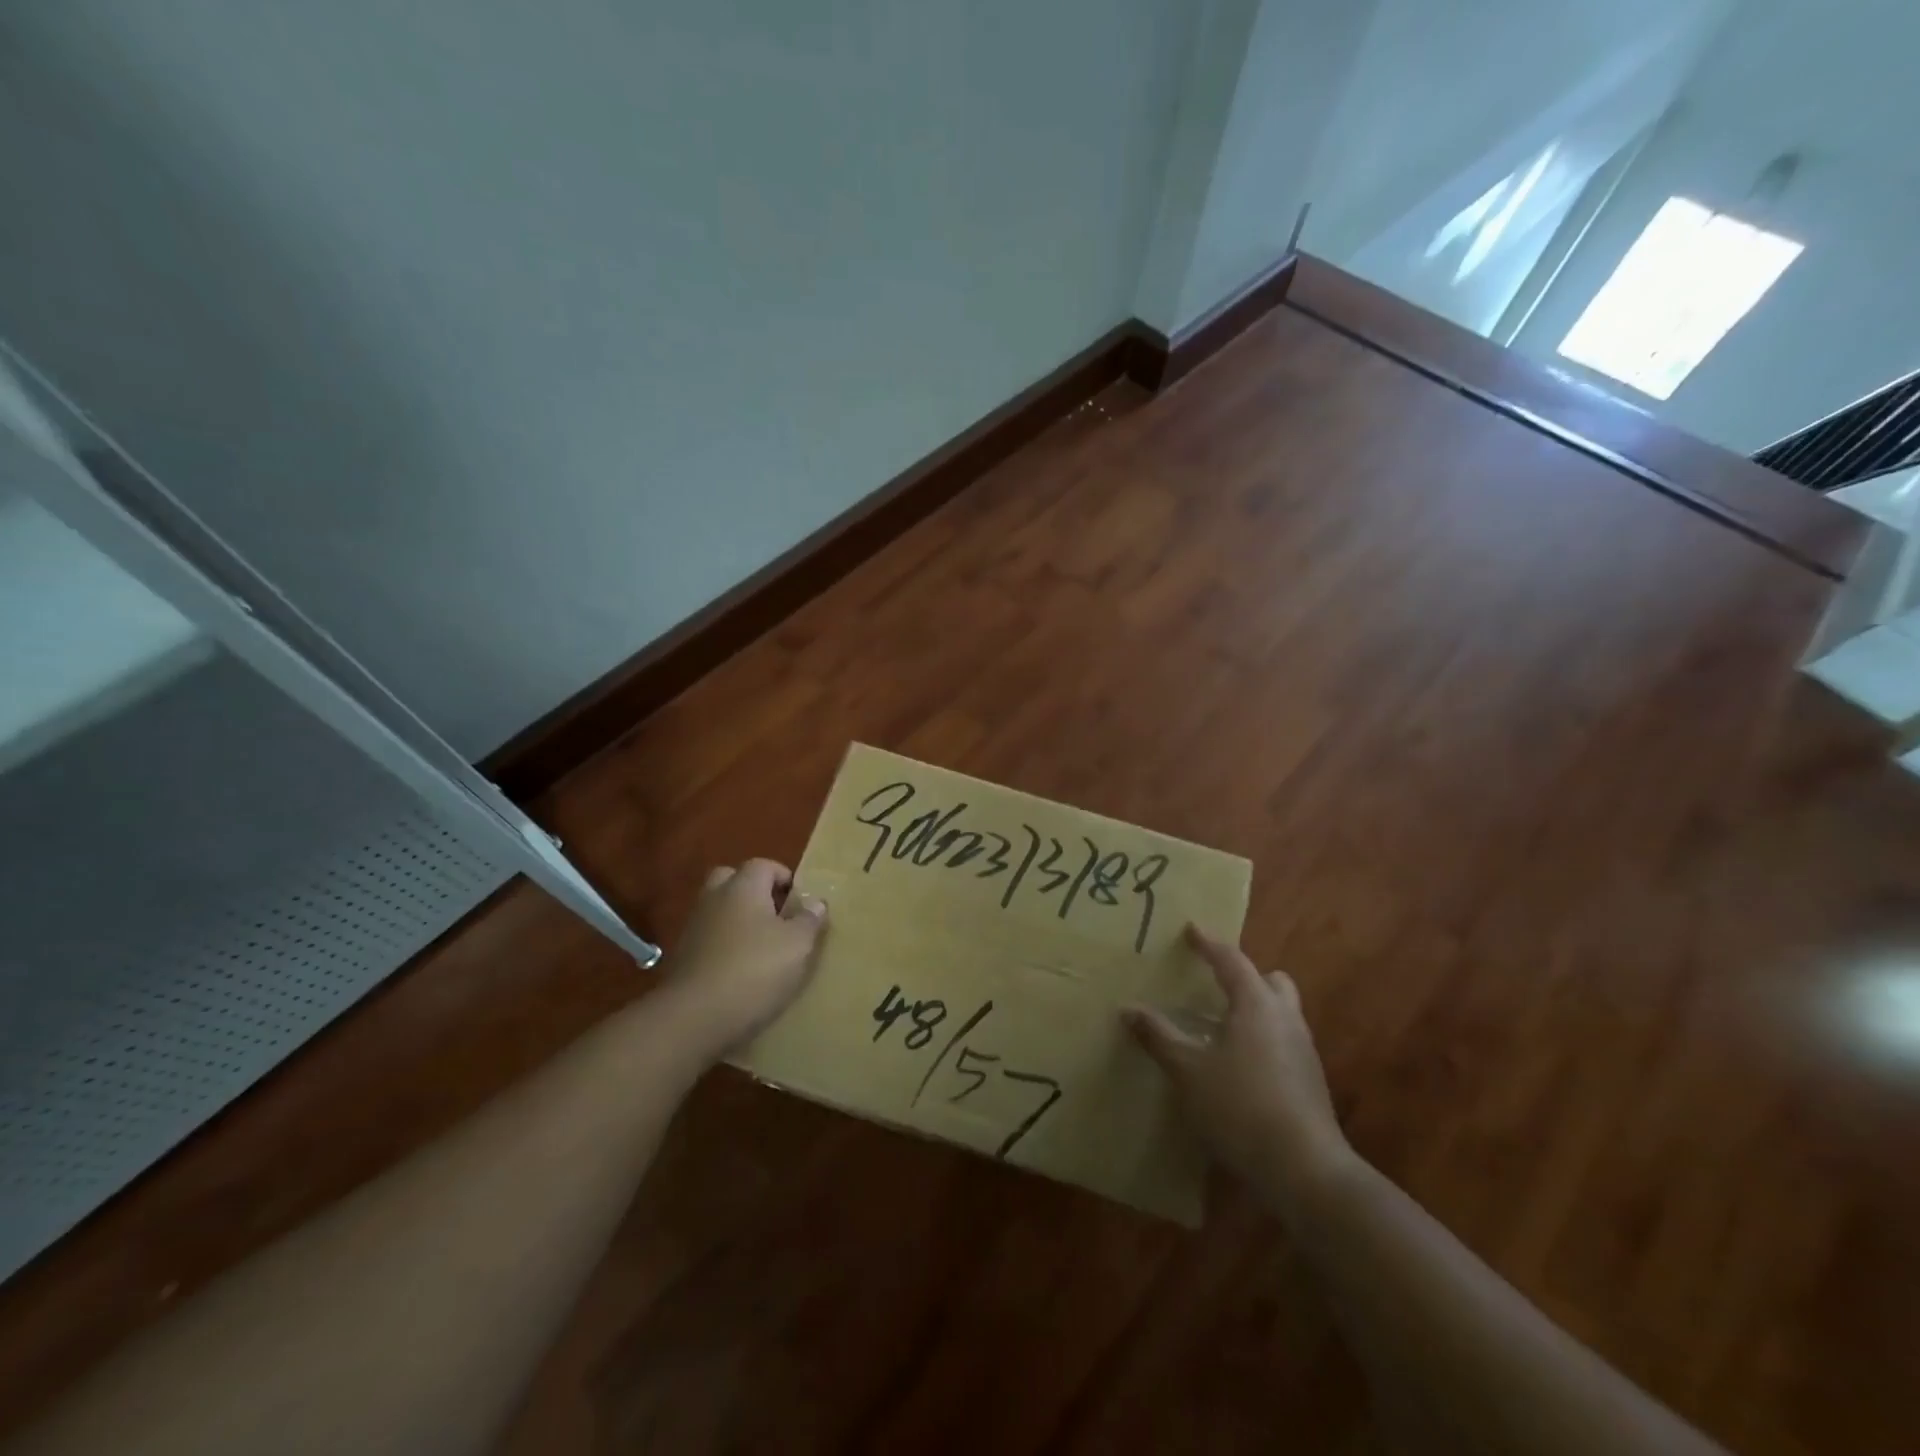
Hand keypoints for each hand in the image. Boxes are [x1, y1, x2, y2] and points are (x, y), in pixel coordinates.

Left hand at [664, 859, 826, 1058]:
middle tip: (777, 916)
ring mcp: (694, 927)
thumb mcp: (798, 945)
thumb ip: (809, 920)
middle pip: (733, 880)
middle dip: (754, 892)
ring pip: (719, 910)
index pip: (764, 865)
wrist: (694, 1018)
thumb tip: (815, 902)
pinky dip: (725, 946)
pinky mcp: (682, 957)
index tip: (800, 901)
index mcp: (743, 886)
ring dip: (739, 920)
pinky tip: (742, 971)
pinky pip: (710, 938)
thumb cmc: (755, 971)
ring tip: (763, 947)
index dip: (784, 878)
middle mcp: (714, 898)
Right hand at [1125, 925, 1352, 1205]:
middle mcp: (1285, 1017)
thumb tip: (1128, 1008)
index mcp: (1256, 1003)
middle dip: (1244, 975)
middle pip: (1269, 980)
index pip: (1231, 959)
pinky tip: (1239, 1063)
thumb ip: (1159, 1036)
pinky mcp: (1310, 1080)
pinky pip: (1283, 1040)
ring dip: (1254, 1007)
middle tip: (1214, 981)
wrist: (1304, 1169)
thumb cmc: (1240, 1106)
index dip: (1208, 943)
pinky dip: (1261, 1037)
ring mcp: (1303, 1049)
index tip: (1191, 929)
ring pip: (1280, 1011)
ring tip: (1221, 1023)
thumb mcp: (1188, 1070)